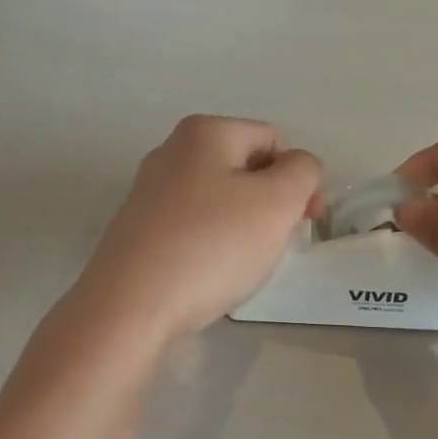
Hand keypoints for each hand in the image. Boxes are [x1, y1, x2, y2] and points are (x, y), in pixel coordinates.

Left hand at [73, 115, 321, 345]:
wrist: (131, 306)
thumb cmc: (213, 246)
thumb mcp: (277, 202)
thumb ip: (303, 172)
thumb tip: (298, 168)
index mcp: (204, 132)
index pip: (273, 140)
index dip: (299, 178)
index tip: (306, 222)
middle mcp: (171, 152)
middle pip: (245, 169)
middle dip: (271, 204)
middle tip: (276, 244)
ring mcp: (150, 193)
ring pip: (220, 202)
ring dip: (244, 229)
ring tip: (243, 264)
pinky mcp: (140, 231)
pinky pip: (194, 229)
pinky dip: (213, 247)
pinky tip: (212, 275)